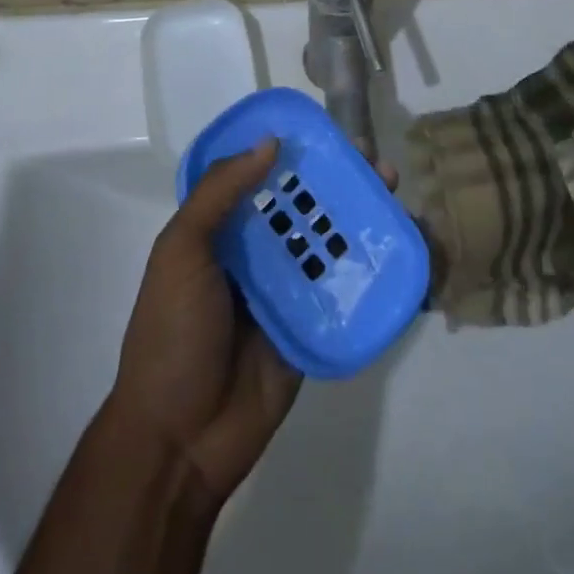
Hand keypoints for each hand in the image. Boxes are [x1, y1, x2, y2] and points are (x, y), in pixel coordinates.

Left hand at [108, 138, 397, 505]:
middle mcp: (257, 253)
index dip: (295, 152)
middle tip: (376, 163)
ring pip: (328, 241)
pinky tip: (400, 245)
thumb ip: (219, 193)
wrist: (180, 439)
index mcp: (223, 230)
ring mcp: (286, 290)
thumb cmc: (173, 332)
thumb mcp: (180, 250)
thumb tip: (271, 143)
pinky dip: (369, 266)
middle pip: (304, 206)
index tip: (330, 133)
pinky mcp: (312, 325)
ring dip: (360, 216)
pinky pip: (343, 289)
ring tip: (393, 192)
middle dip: (338, 182)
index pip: (263, 177)